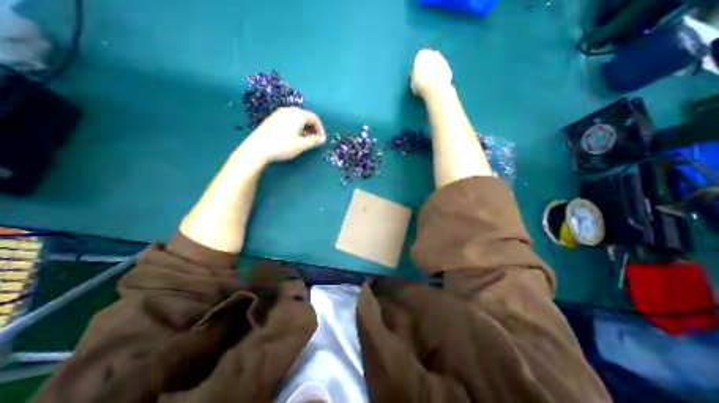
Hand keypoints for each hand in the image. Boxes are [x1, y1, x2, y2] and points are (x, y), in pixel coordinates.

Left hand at [244, 107, 327, 163]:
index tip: (321, 140)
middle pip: (305, 117)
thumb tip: (322, 139)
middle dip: (312, 128)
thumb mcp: (302, 145)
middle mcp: (289, 110)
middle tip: (314, 140)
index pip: (314, 118)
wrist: (257, 148)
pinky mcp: (272, 119)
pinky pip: (288, 120)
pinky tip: (292, 138)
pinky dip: (295, 127)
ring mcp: (278, 113)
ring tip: (304, 140)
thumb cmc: (283, 146)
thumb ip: (314, 141)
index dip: (320, 129)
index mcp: (298, 114)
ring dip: (304, 128)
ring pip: (296, 118)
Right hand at [413, 49, 450, 99]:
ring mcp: (443, 61)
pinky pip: (443, 74)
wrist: (434, 88)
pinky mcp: (449, 69)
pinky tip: (437, 87)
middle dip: (428, 69)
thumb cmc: (419, 84)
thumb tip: (417, 79)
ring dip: (435, 74)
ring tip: (431, 86)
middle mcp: (434, 54)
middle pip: (430, 61)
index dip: (418, 70)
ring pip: (437, 67)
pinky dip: (441, 79)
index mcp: (422, 54)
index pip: (419, 60)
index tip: (417, 78)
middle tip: (424, 81)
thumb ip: (415, 77)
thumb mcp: (412, 81)